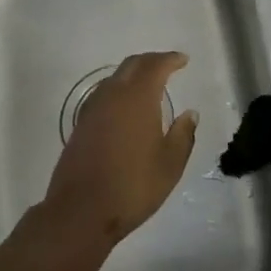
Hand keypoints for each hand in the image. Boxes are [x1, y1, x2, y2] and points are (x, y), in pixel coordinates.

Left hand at [43, 51, 197, 245]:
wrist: (81, 210)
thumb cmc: (133, 186)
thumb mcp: (170, 164)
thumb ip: (183, 135)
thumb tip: (190, 114)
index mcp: (137, 98)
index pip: (155, 66)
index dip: (170, 59)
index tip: (183, 60)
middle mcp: (112, 95)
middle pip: (131, 65)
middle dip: (151, 61)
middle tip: (167, 66)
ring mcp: (92, 109)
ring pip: (114, 78)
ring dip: (133, 75)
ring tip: (148, 85)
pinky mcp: (80, 124)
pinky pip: (103, 95)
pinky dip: (119, 91)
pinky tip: (125, 107)